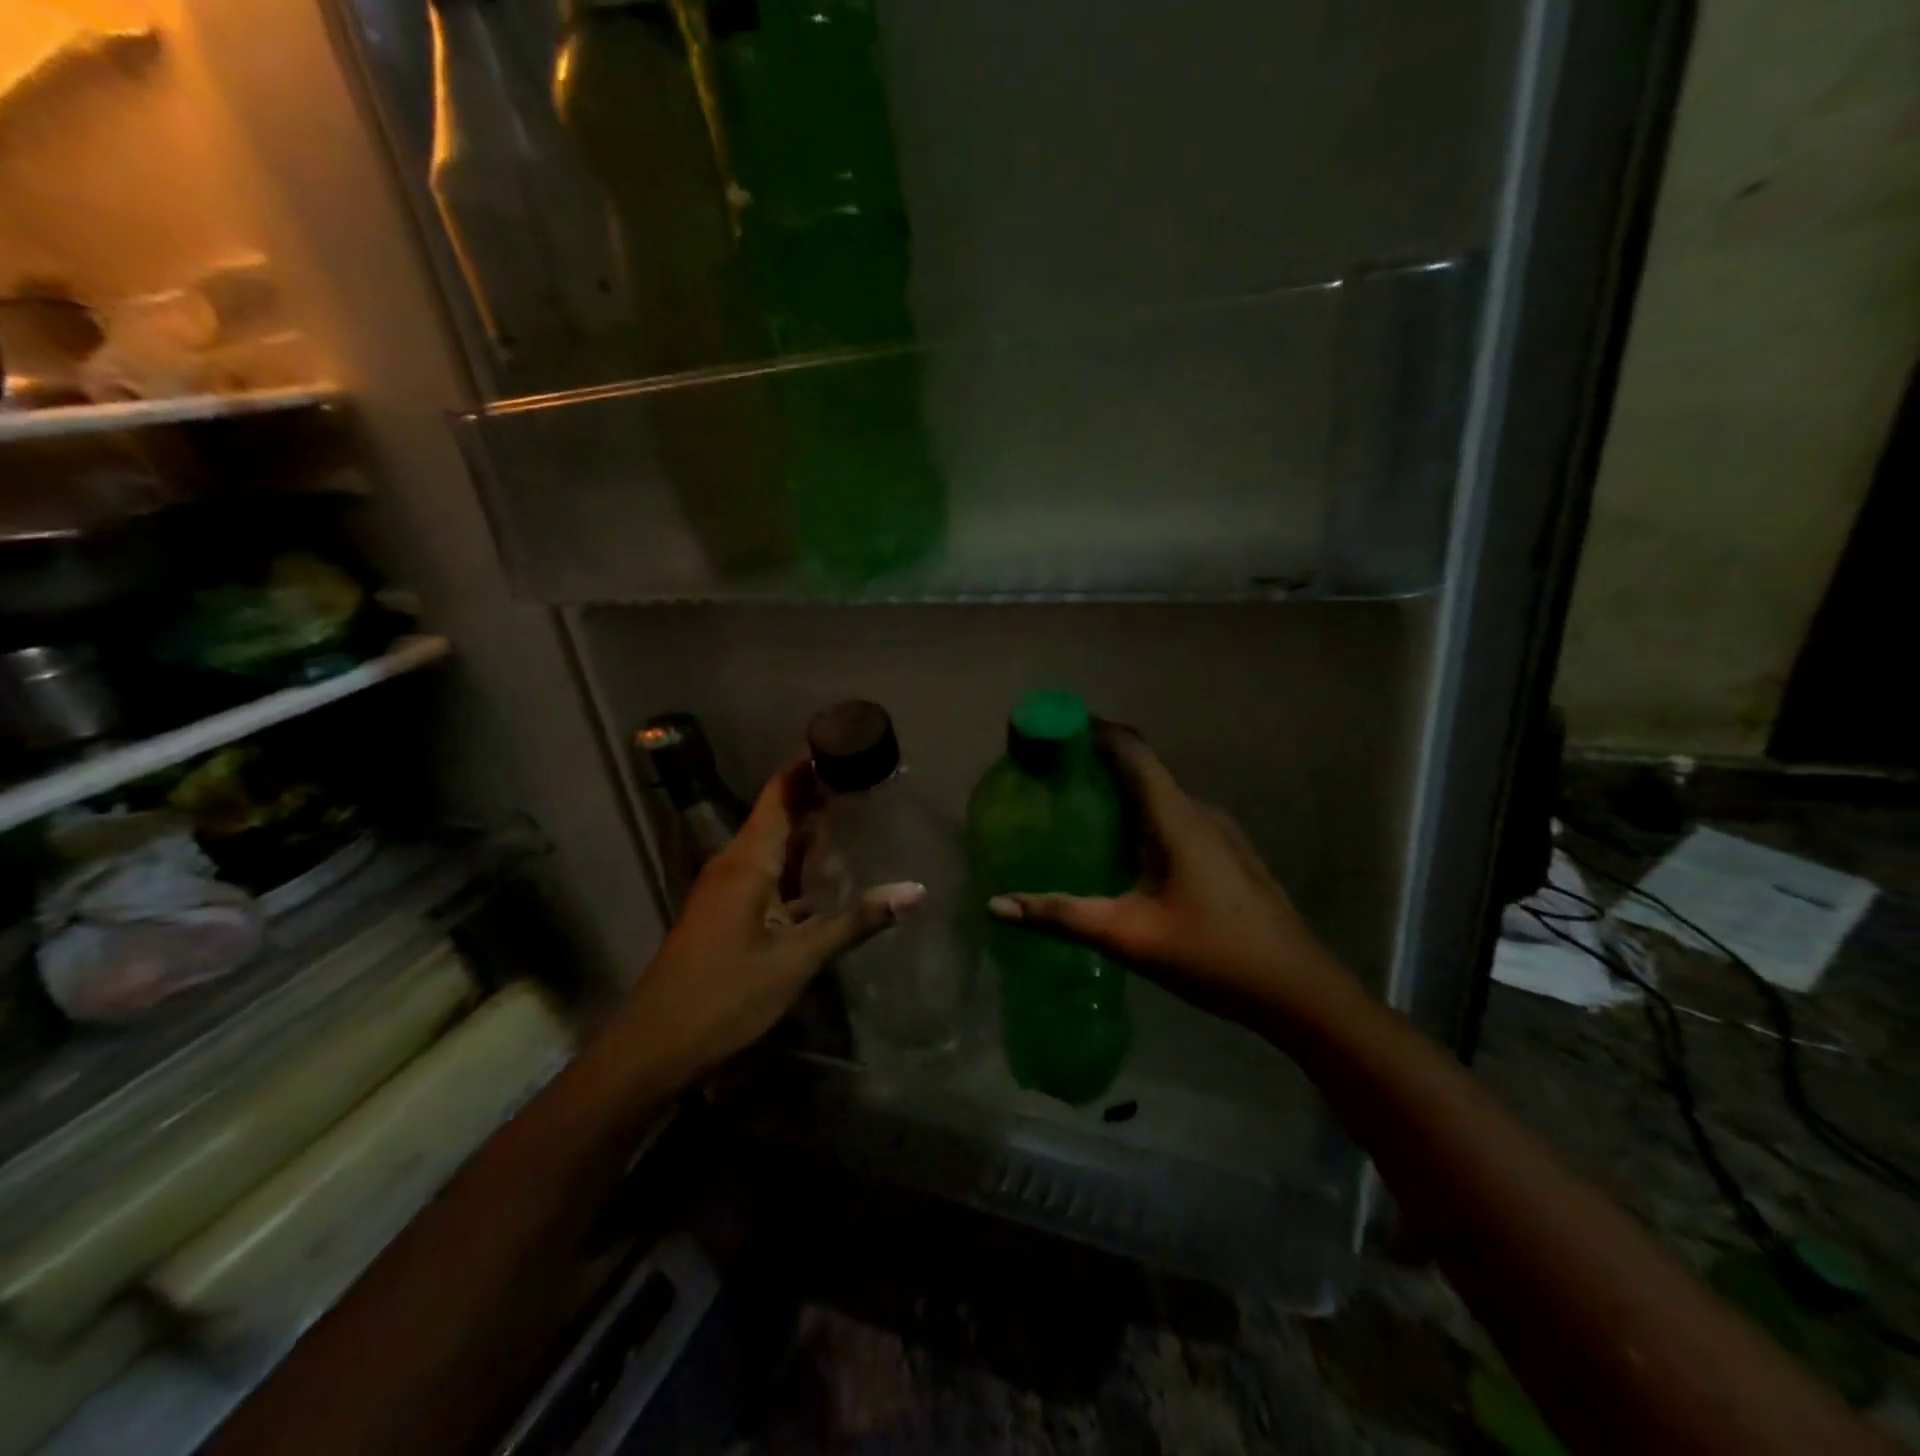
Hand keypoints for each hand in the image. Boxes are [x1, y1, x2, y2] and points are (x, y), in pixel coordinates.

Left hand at [611, 762, 923, 1088]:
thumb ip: (856, 922)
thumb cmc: (725, 996)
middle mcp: (733, 864)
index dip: (808, 766)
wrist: (655, 1046)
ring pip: (771, 845)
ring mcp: (725, 889)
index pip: (780, 793)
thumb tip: (915, 891)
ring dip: (806, 829)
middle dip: (816, 794)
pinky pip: (764, 872)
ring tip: (853, 815)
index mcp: (747, 861)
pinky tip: (824, 877)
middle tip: (864, 779)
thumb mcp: (797, 960)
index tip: (845, 743)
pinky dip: (794, 864)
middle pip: (777, 814)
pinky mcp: (724, 912)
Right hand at [986, 727, 1349, 1020]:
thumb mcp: (1128, 936)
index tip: (1050, 731)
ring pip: (1160, 795)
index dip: (1091, 731)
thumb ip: (1061, 916)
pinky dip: (1142, 816)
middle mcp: (1199, 811)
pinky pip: (1175, 817)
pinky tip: (1122, 850)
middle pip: (1142, 768)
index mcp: (1177, 816)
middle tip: (1048, 776)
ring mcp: (1220, 832)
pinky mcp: (1228, 853)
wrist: (1299, 991)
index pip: (1130, 750)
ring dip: (1120, 792)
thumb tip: (997, 904)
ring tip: (1075, 809)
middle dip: (1096, 763)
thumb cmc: (1213, 955)